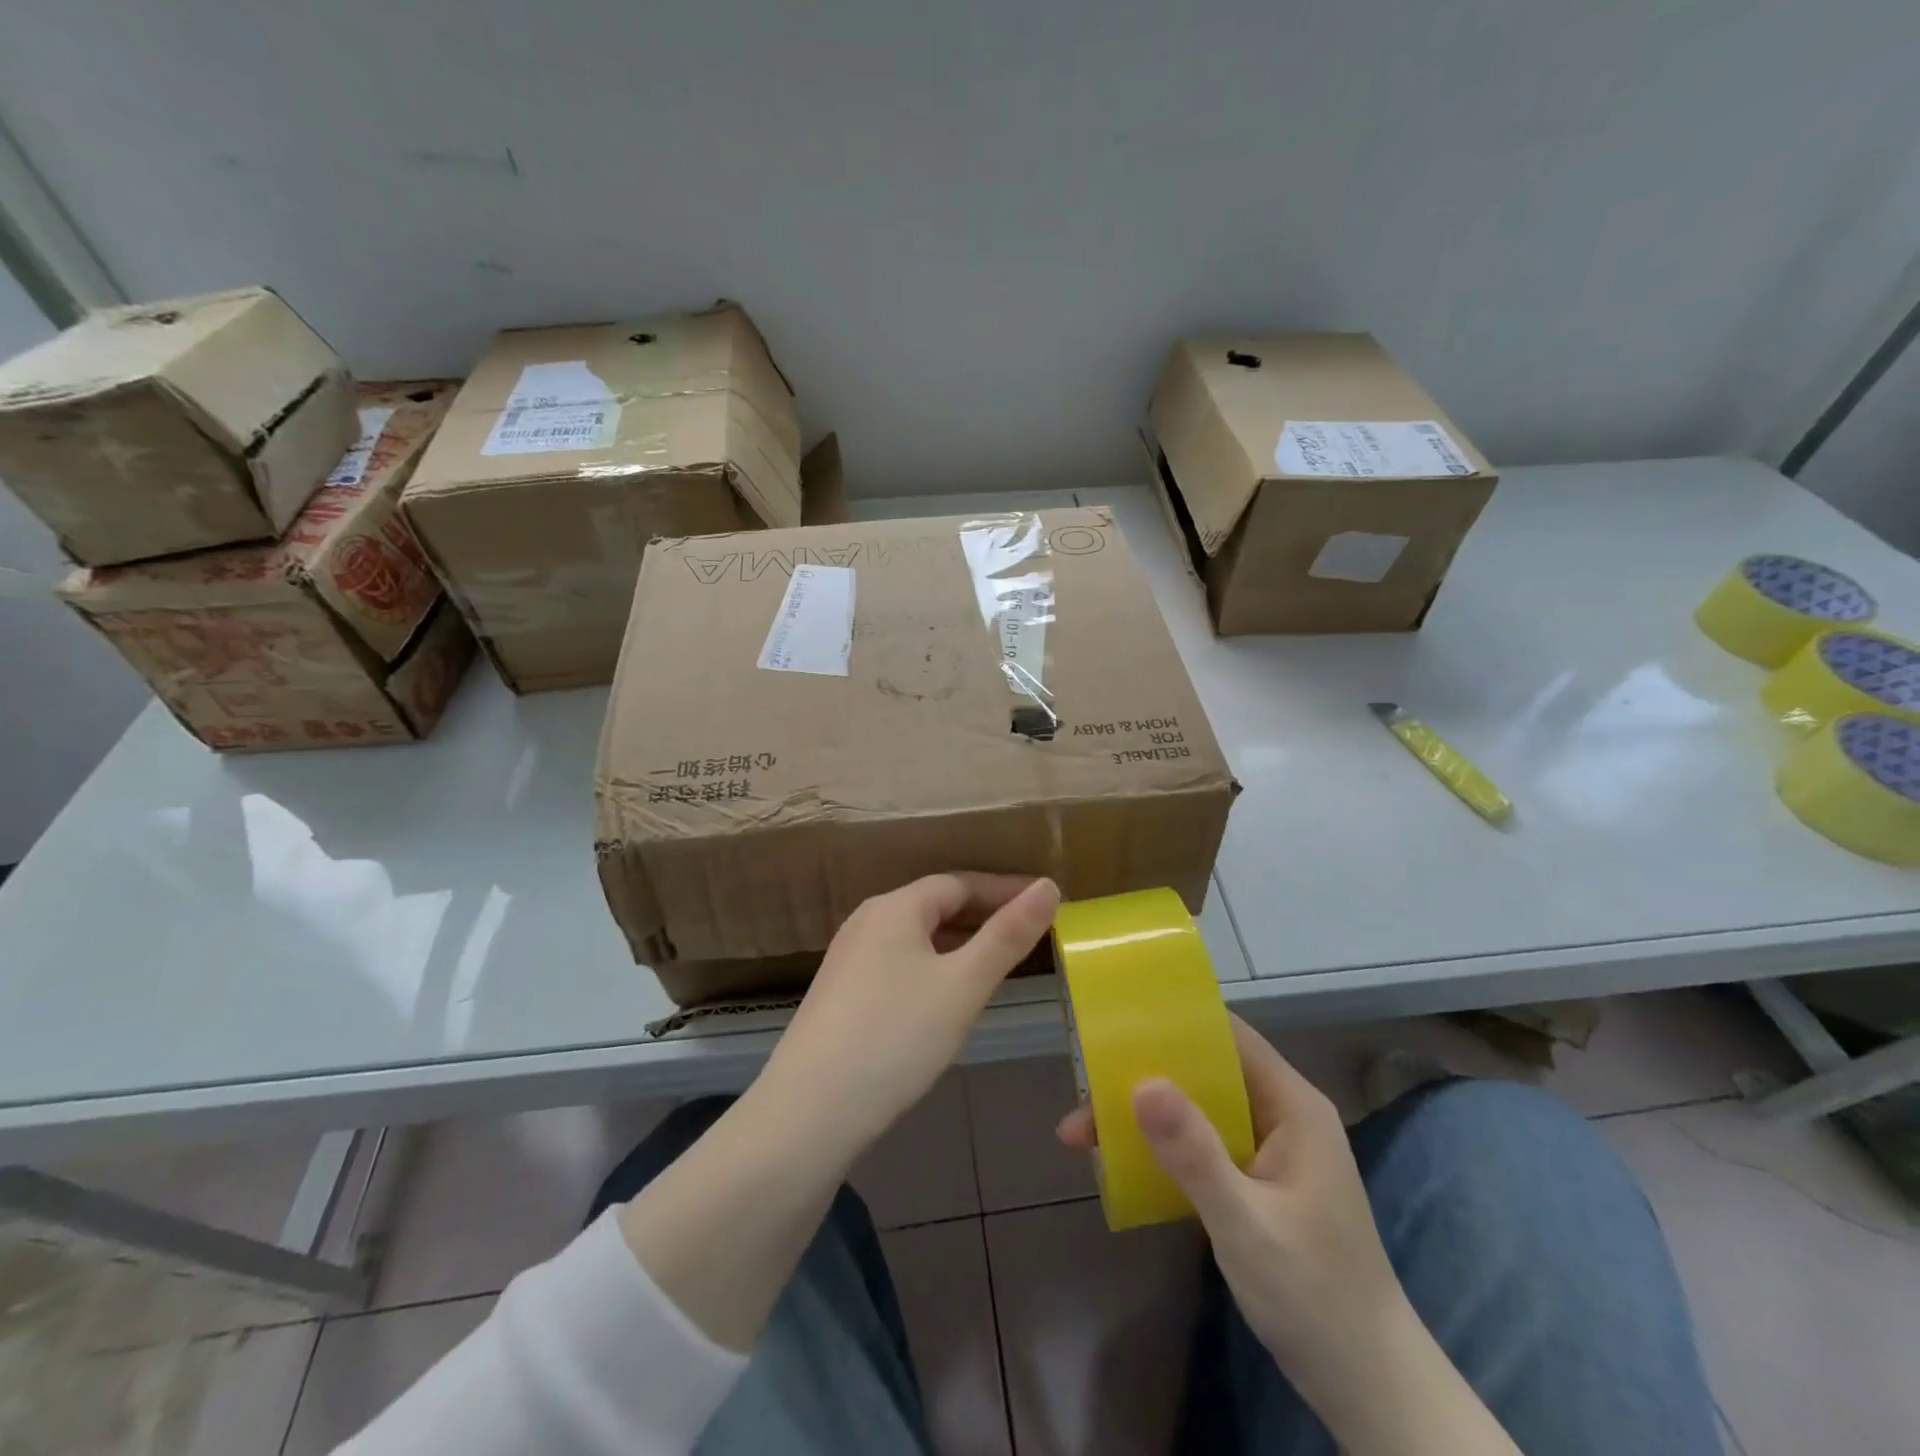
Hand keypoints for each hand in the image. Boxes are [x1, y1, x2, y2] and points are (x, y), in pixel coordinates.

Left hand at [763, 873, 1059, 1154]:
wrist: (809, 1112)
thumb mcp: (964, 985)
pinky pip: (899, 963)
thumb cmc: (896, 1037)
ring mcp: (849, 958)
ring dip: (959, 943)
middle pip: (935, 906)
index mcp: (895, 907)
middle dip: (984, 916)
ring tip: (998, 964)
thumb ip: (1008, 935)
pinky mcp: (841, 994)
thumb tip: (1048, 886)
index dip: (1005, 889)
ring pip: (917, 937)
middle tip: (1029, 934)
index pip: (960, 882)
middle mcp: (867, 921)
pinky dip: (933, 967)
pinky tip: (947, 998)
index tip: (1045, 902)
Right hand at [1056, 1017, 1407, 1403]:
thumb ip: (1195, 1153)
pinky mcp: (1257, 1181)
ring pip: (1198, 1110)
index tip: (1118, 1023)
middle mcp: (1281, 1115)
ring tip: (1084, 1132)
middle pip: (1205, 1072)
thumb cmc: (1314, 1296)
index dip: (1176, 1022)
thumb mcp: (1246, 1224)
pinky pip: (1202, 1145)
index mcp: (1292, 1106)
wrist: (1368, 1387)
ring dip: (1145, 1117)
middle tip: (1083, 1087)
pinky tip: (1120, 1163)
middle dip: (1144, 1076)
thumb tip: (1141, 1082)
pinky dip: (1162, 1148)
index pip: (1230, 1037)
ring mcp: (1270, 1149)